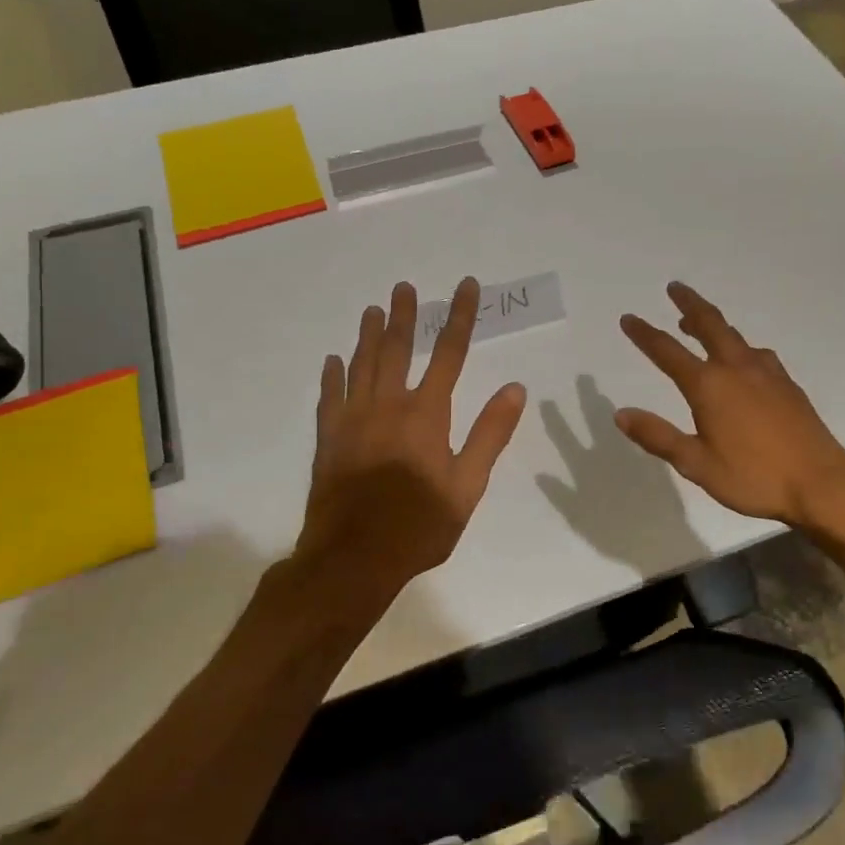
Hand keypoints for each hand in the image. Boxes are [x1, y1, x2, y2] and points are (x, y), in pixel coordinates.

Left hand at [295, 279, 526, 608]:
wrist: (353, 557)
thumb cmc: (419, 525)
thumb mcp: (467, 486)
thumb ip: (490, 434)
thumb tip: (516, 389)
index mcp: (427, 414)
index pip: (449, 353)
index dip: (459, 316)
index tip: (465, 287)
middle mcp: (389, 405)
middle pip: (396, 348)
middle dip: (404, 315)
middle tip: (403, 287)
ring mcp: (353, 420)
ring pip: (361, 365)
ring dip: (367, 335)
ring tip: (372, 310)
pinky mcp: (328, 439)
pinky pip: (329, 396)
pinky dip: (332, 375)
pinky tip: (333, 360)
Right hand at [616, 282, 844, 528]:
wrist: (821, 483)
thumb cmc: (753, 477)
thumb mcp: (696, 464)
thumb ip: (658, 436)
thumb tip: (621, 413)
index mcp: (709, 386)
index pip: (667, 352)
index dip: (645, 334)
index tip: (628, 318)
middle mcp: (736, 369)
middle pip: (709, 325)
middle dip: (688, 304)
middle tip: (674, 287)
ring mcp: (767, 373)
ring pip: (734, 336)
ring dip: (713, 323)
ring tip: (698, 323)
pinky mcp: (787, 384)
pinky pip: (757, 352)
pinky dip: (739, 345)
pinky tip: (743, 358)